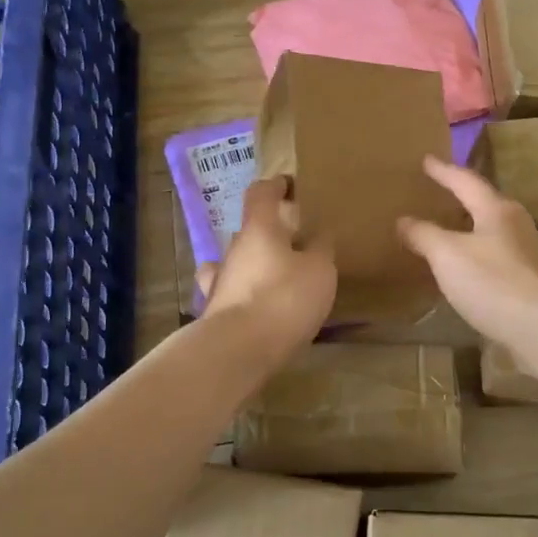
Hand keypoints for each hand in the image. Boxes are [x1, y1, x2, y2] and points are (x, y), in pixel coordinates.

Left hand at [197, 177, 336, 366]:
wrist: (239, 350)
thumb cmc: (283, 299)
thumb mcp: (319, 271)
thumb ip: (321, 249)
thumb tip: (321, 233)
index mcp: (259, 229)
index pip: (261, 193)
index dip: (276, 186)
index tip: (291, 186)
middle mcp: (233, 249)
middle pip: (250, 230)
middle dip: (271, 232)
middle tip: (297, 241)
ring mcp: (220, 281)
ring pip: (237, 262)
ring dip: (255, 263)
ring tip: (277, 275)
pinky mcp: (216, 313)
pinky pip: (232, 293)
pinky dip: (245, 293)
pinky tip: (257, 304)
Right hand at [396, 155, 537, 345]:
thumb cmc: (493, 282)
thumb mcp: (448, 255)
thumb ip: (424, 235)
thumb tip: (403, 220)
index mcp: (497, 210)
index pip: (466, 181)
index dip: (443, 171)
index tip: (426, 160)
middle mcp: (517, 225)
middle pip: (486, 204)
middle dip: (461, 198)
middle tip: (439, 194)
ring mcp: (529, 254)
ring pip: (494, 232)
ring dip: (471, 229)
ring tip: (449, 232)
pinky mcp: (532, 281)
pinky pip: (498, 258)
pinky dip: (478, 256)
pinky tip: (468, 270)